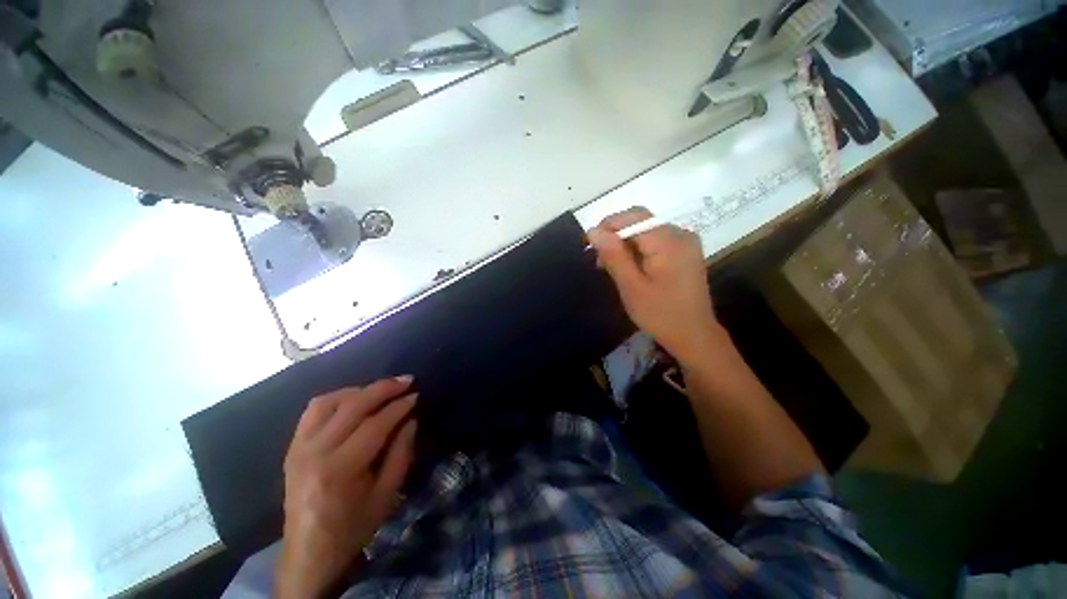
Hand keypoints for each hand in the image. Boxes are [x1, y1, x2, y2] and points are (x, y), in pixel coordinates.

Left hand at [276, 377, 417, 598]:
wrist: (309, 552)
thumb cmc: (353, 526)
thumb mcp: (387, 494)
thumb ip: (401, 453)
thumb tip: (411, 419)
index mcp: (341, 469)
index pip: (375, 424)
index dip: (399, 406)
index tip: (416, 395)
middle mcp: (316, 452)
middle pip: (353, 406)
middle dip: (384, 388)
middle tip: (406, 381)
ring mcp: (299, 448)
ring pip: (330, 402)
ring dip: (360, 390)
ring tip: (381, 389)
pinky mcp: (292, 447)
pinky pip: (313, 410)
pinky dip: (336, 397)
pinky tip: (353, 399)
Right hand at [588, 207, 720, 363]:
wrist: (694, 335)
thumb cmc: (660, 314)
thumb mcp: (631, 287)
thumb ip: (613, 256)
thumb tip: (593, 231)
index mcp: (668, 241)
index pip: (633, 217)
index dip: (608, 226)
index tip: (591, 246)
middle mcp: (680, 234)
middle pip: (641, 221)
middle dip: (616, 235)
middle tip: (600, 260)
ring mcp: (685, 242)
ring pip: (646, 230)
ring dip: (625, 243)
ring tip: (611, 266)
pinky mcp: (685, 251)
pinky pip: (656, 239)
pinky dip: (638, 248)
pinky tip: (630, 267)